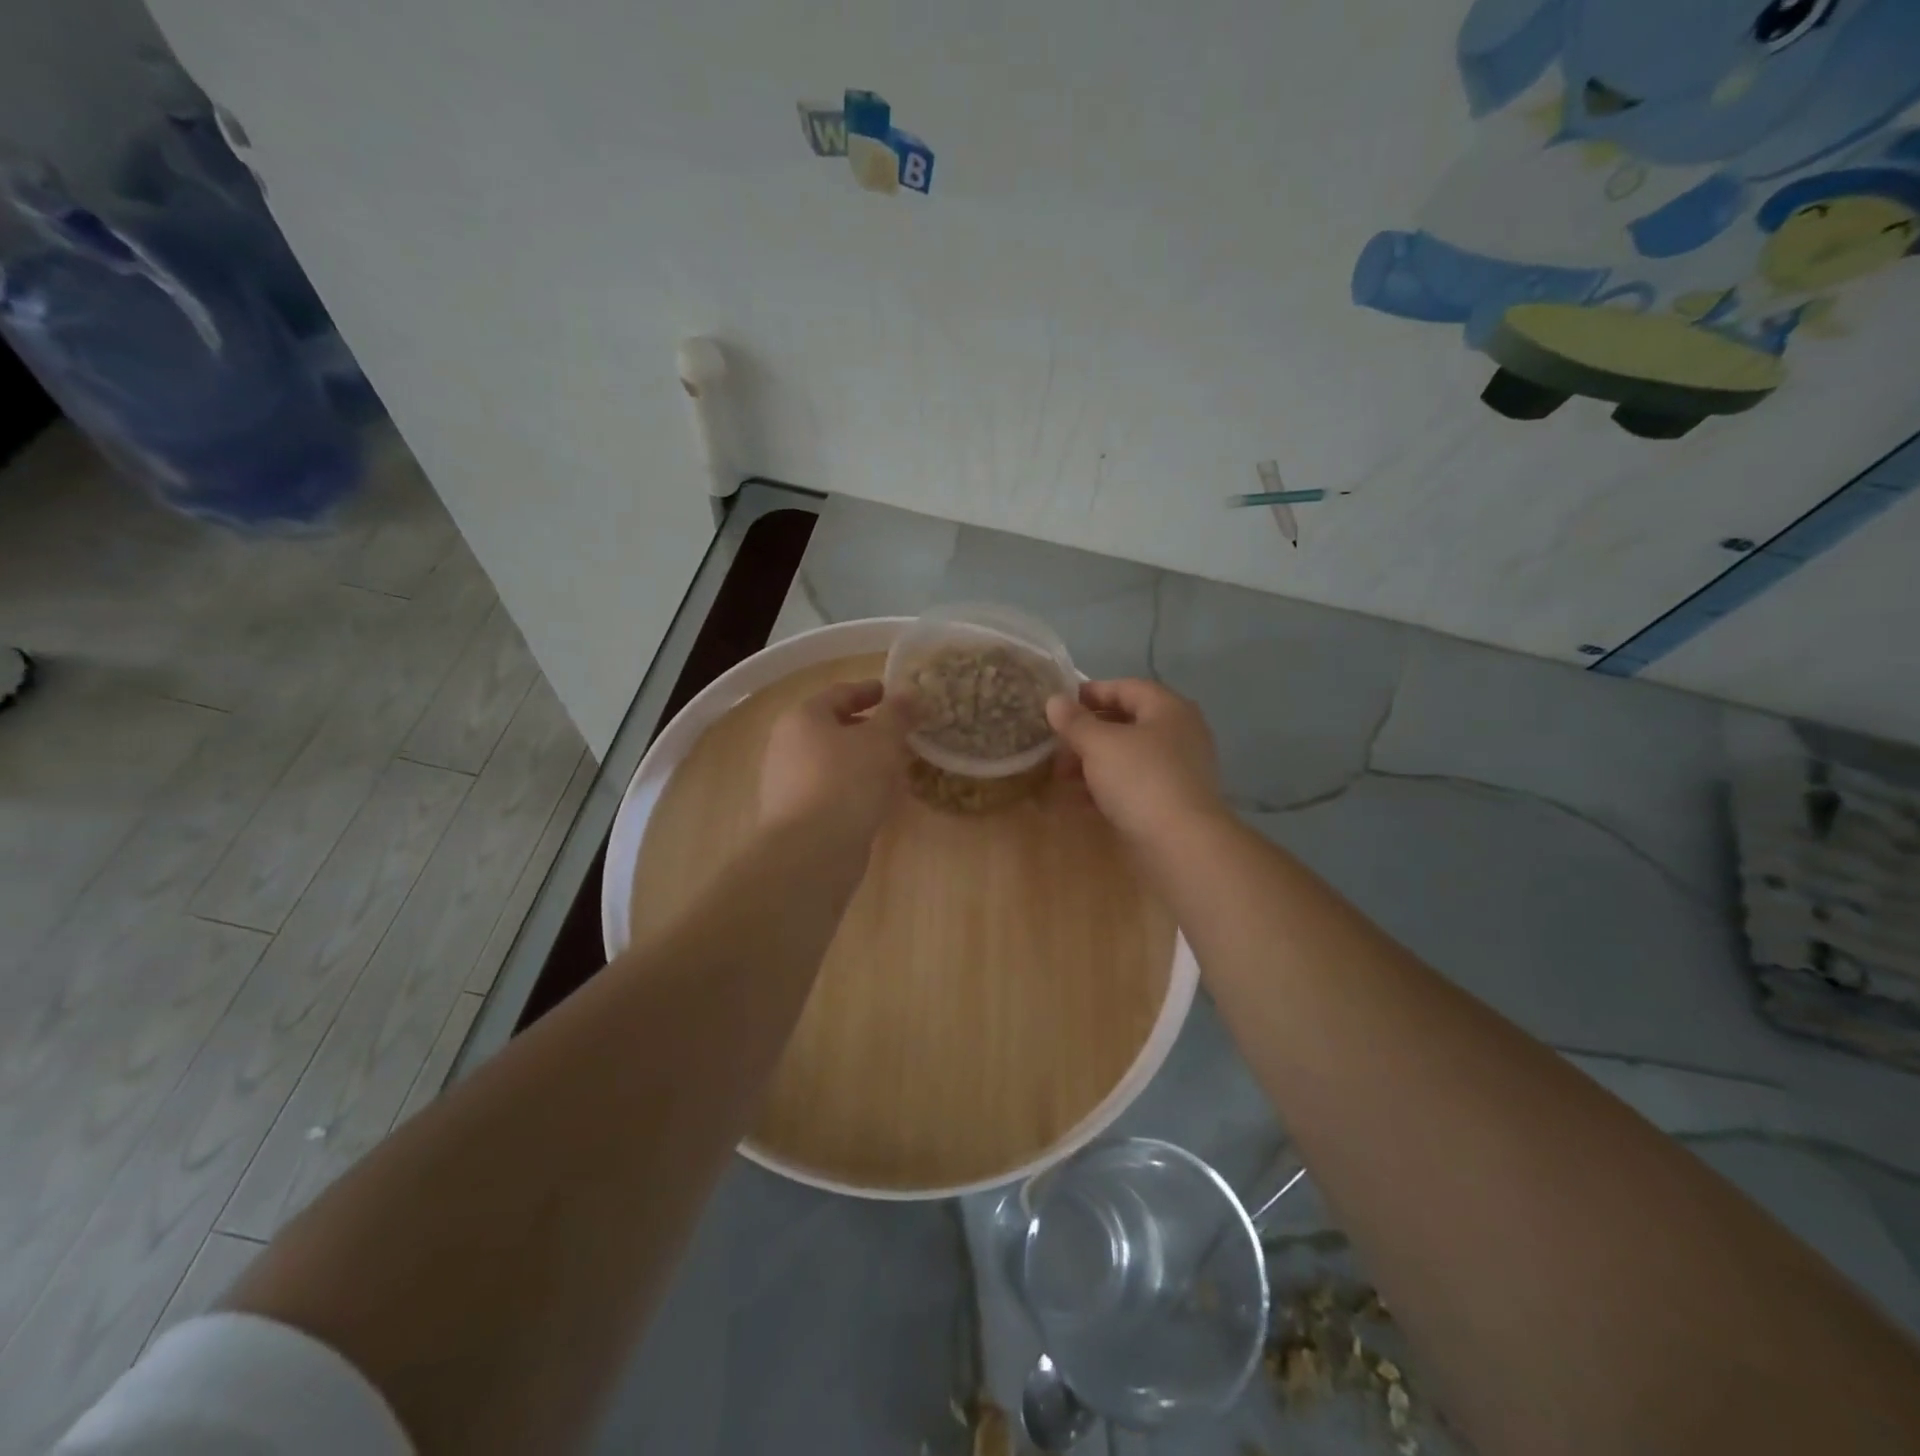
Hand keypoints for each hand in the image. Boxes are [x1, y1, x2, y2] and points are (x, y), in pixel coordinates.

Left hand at [760, 679, 911, 845]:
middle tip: (901, 733)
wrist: (811, 852)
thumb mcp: (881, 740)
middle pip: (833, 728)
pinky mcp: (797, 815)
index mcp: (803, 717)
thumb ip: (897, 714)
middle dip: (868, 728)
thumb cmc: (846, 782)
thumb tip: (910, 692)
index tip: (894, 694)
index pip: (840, 693)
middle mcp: (788, 745)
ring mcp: (788, 782)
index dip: (870, 691)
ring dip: (863, 760)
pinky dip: (855, 787)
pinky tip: (878, 798)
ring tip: (896, 766)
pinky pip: (831, 790)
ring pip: (833, 761)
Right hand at [1047, 679, 1224, 844]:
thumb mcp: (1099, 744)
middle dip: (1087, 733)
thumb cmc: (1140, 779)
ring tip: (1062, 777)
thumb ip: (1075, 721)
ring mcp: (1180, 769)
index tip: (1059, 706)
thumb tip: (1055, 700)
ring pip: (1128, 756)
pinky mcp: (1174, 801)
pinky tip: (1081, 801)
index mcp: (1168, 708)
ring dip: (1093, 762)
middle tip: (1056, 747)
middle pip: (1127, 723)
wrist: (1181, 844)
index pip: (1126, 687)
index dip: (1091, 693)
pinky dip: (1108, 787)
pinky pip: (1135, 784)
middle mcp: (1179, 733)